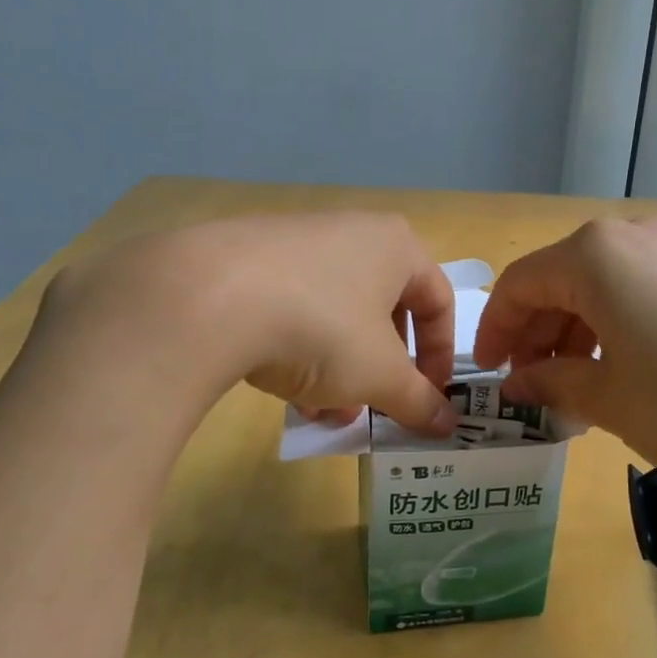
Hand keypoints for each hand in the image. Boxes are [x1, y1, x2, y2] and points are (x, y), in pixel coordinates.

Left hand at [39, 212, 459, 433]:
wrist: (209, 297)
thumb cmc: (322, 328)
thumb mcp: (379, 374)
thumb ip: (419, 401)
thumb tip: (448, 425)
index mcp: (396, 246)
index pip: (439, 301)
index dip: (441, 356)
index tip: (429, 398)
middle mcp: (351, 233)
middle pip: (383, 311)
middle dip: (380, 370)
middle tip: (370, 408)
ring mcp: (297, 241)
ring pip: (336, 315)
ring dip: (340, 370)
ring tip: (321, 414)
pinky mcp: (249, 259)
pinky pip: (293, 308)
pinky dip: (299, 350)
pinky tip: (282, 391)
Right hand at [473, 217, 656, 490]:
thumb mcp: (607, 398)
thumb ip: (551, 382)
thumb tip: (518, 383)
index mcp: (594, 255)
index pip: (520, 284)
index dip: (494, 330)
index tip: (490, 374)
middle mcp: (630, 237)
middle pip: (558, 279)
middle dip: (534, 332)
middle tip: (528, 383)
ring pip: (597, 285)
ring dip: (572, 332)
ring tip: (569, 385)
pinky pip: (635, 291)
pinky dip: (610, 326)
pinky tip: (616, 370)